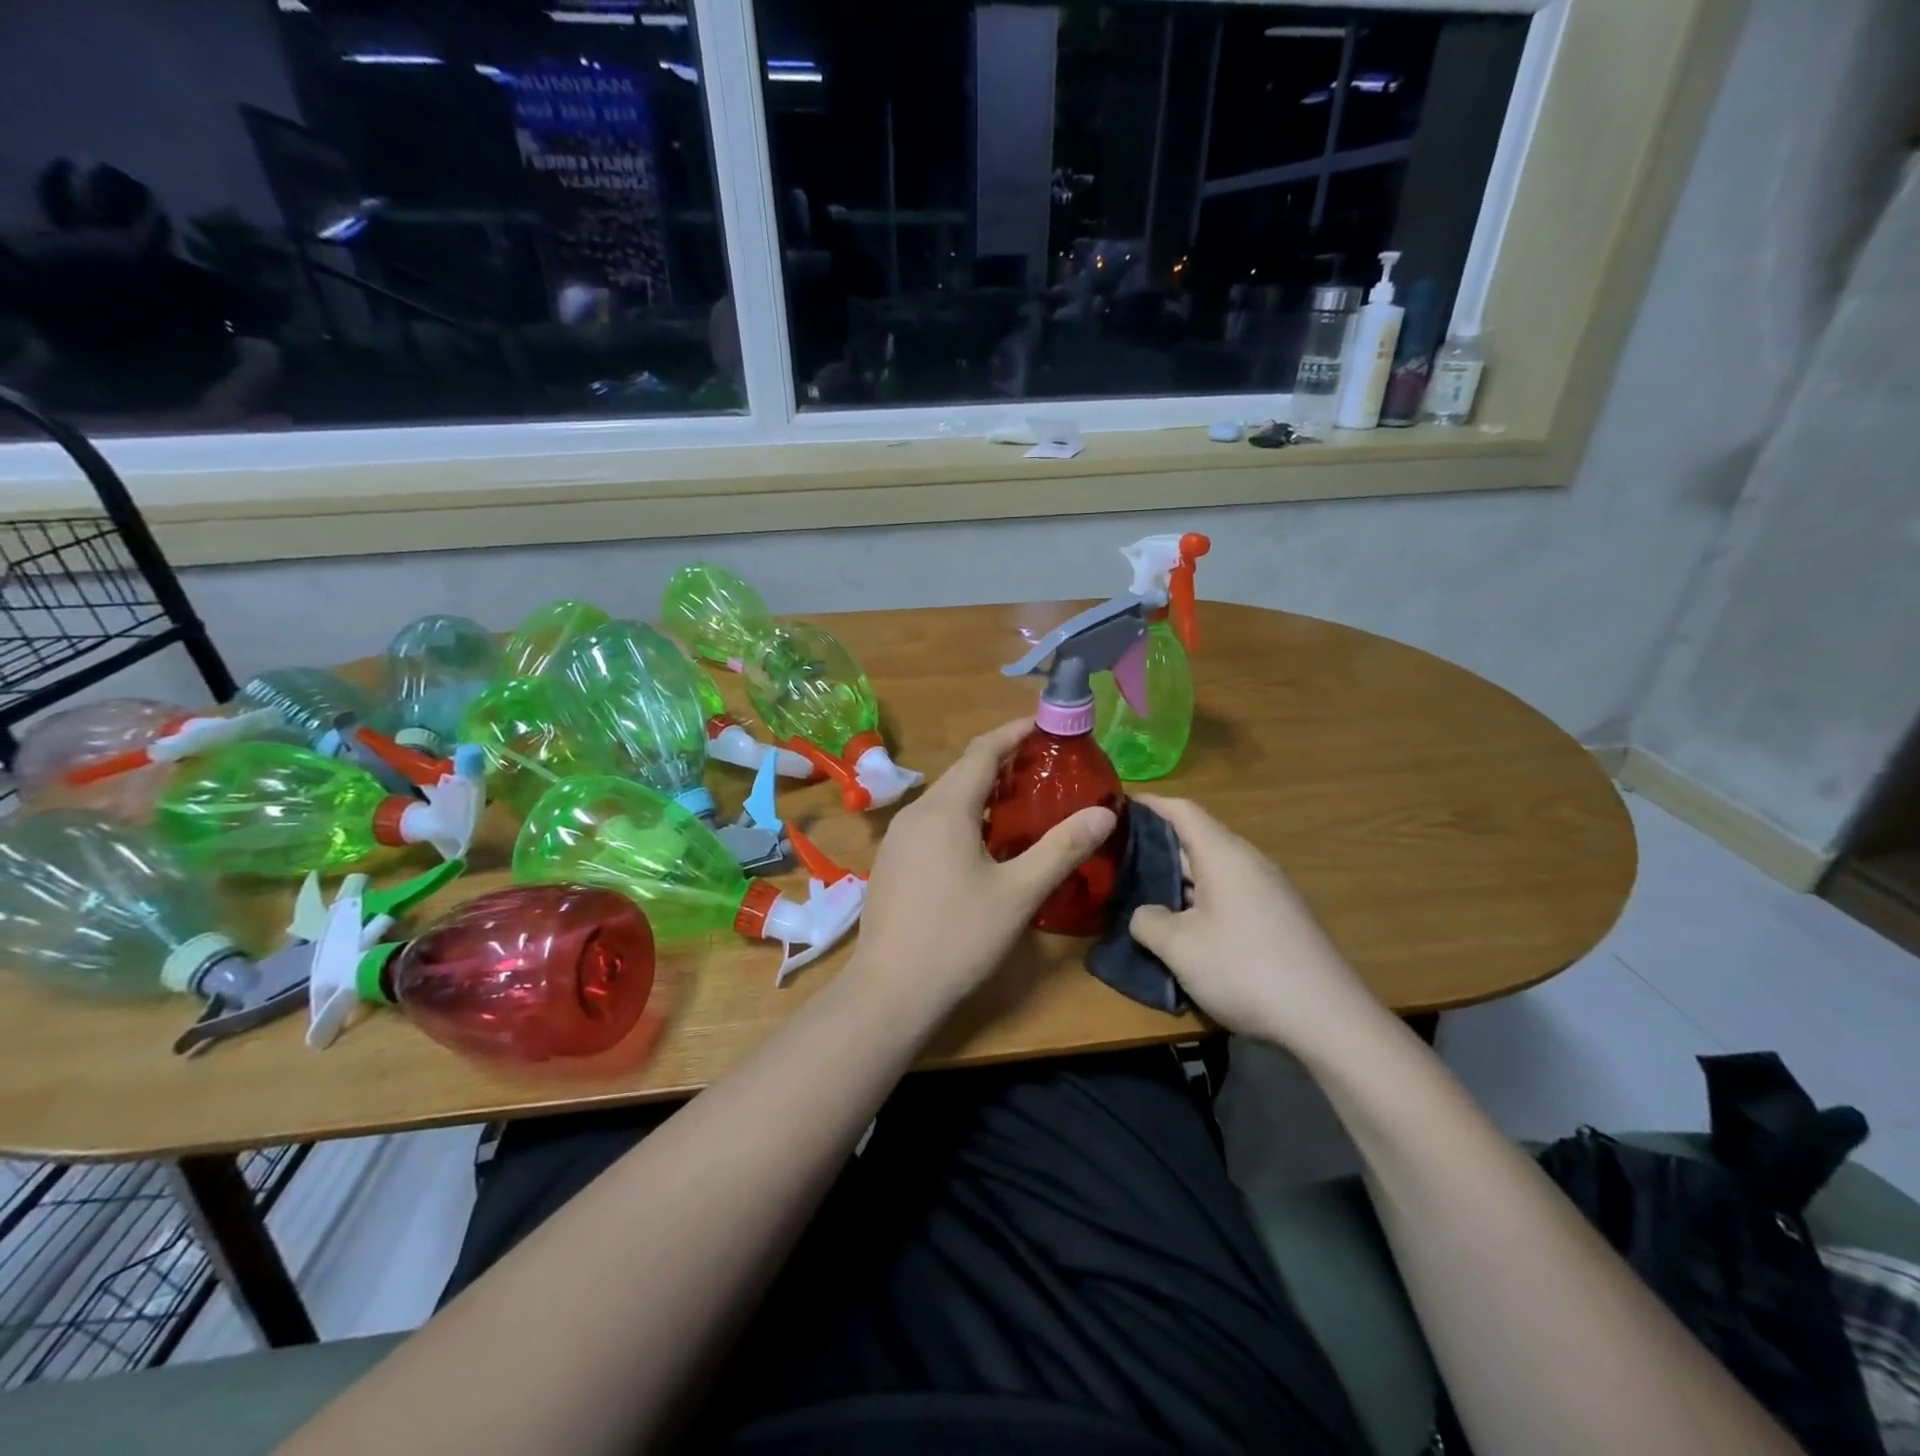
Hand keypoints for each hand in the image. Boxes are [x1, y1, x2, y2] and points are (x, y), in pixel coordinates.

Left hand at [848, 719, 1115, 1012]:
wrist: (889, 991)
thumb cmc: (958, 937)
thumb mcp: (1019, 893)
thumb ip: (1062, 848)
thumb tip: (1105, 812)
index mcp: (946, 809)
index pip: (983, 751)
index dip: (1014, 732)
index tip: (1045, 724)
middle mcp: (916, 813)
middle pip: (963, 771)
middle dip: (1002, 761)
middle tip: (1044, 766)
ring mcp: (898, 839)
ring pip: (945, 798)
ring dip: (981, 791)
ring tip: (1020, 801)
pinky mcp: (892, 863)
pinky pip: (932, 822)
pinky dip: (962, 816)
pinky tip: (982, 843)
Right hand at [1128, 794, 1380, 1051]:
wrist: (1328, 1020)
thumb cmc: (1245, 970)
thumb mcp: (1180, 947)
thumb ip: (1148, 921)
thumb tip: (1144, 913)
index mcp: (1224, 855)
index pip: (1183, 810)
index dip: (1149, 804)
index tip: (1116, 806)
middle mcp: (1249, 862)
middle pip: (1198, 837)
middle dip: (1157, 843)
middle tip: (1118, 855)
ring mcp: (1269, 891)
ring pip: (1214, 869)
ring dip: (1179, 875)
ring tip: (1143, 889)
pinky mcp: (1279, 919)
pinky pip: (1229, 892)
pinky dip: (1200, 897)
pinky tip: (1185, 924)